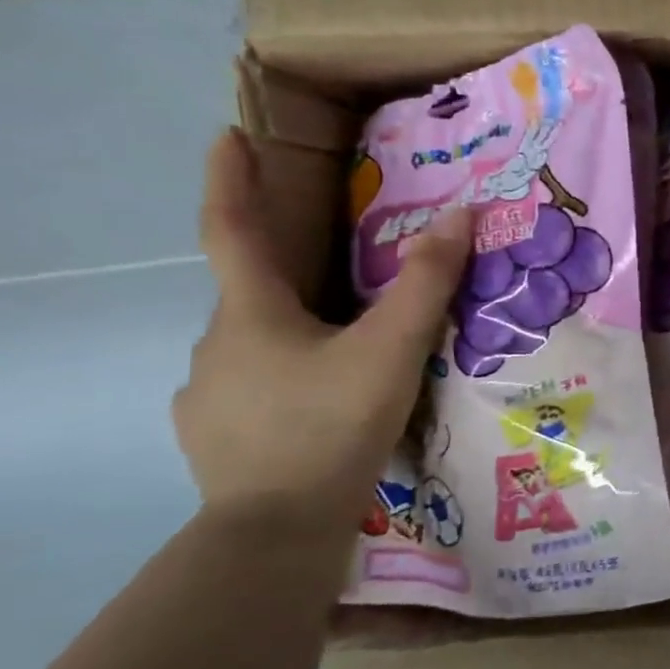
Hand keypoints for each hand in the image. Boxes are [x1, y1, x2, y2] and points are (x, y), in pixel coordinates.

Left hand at [174, 131, 471, 518]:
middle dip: (290, 274)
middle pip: (254, 292)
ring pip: (257, 345)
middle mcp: (216, 345)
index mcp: (251, 314)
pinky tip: (319, 406)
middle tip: (343, 280)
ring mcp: (207, 396)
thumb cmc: (330, 426)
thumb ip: (427, 284)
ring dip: (294, 334)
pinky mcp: (213, 438)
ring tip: (345, 354)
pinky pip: (252, 388)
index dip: (229, 179)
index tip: (228, 135)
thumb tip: (462, 214)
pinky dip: (284, 380)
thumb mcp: (392, 350)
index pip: (231, 229)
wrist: (276, 533)